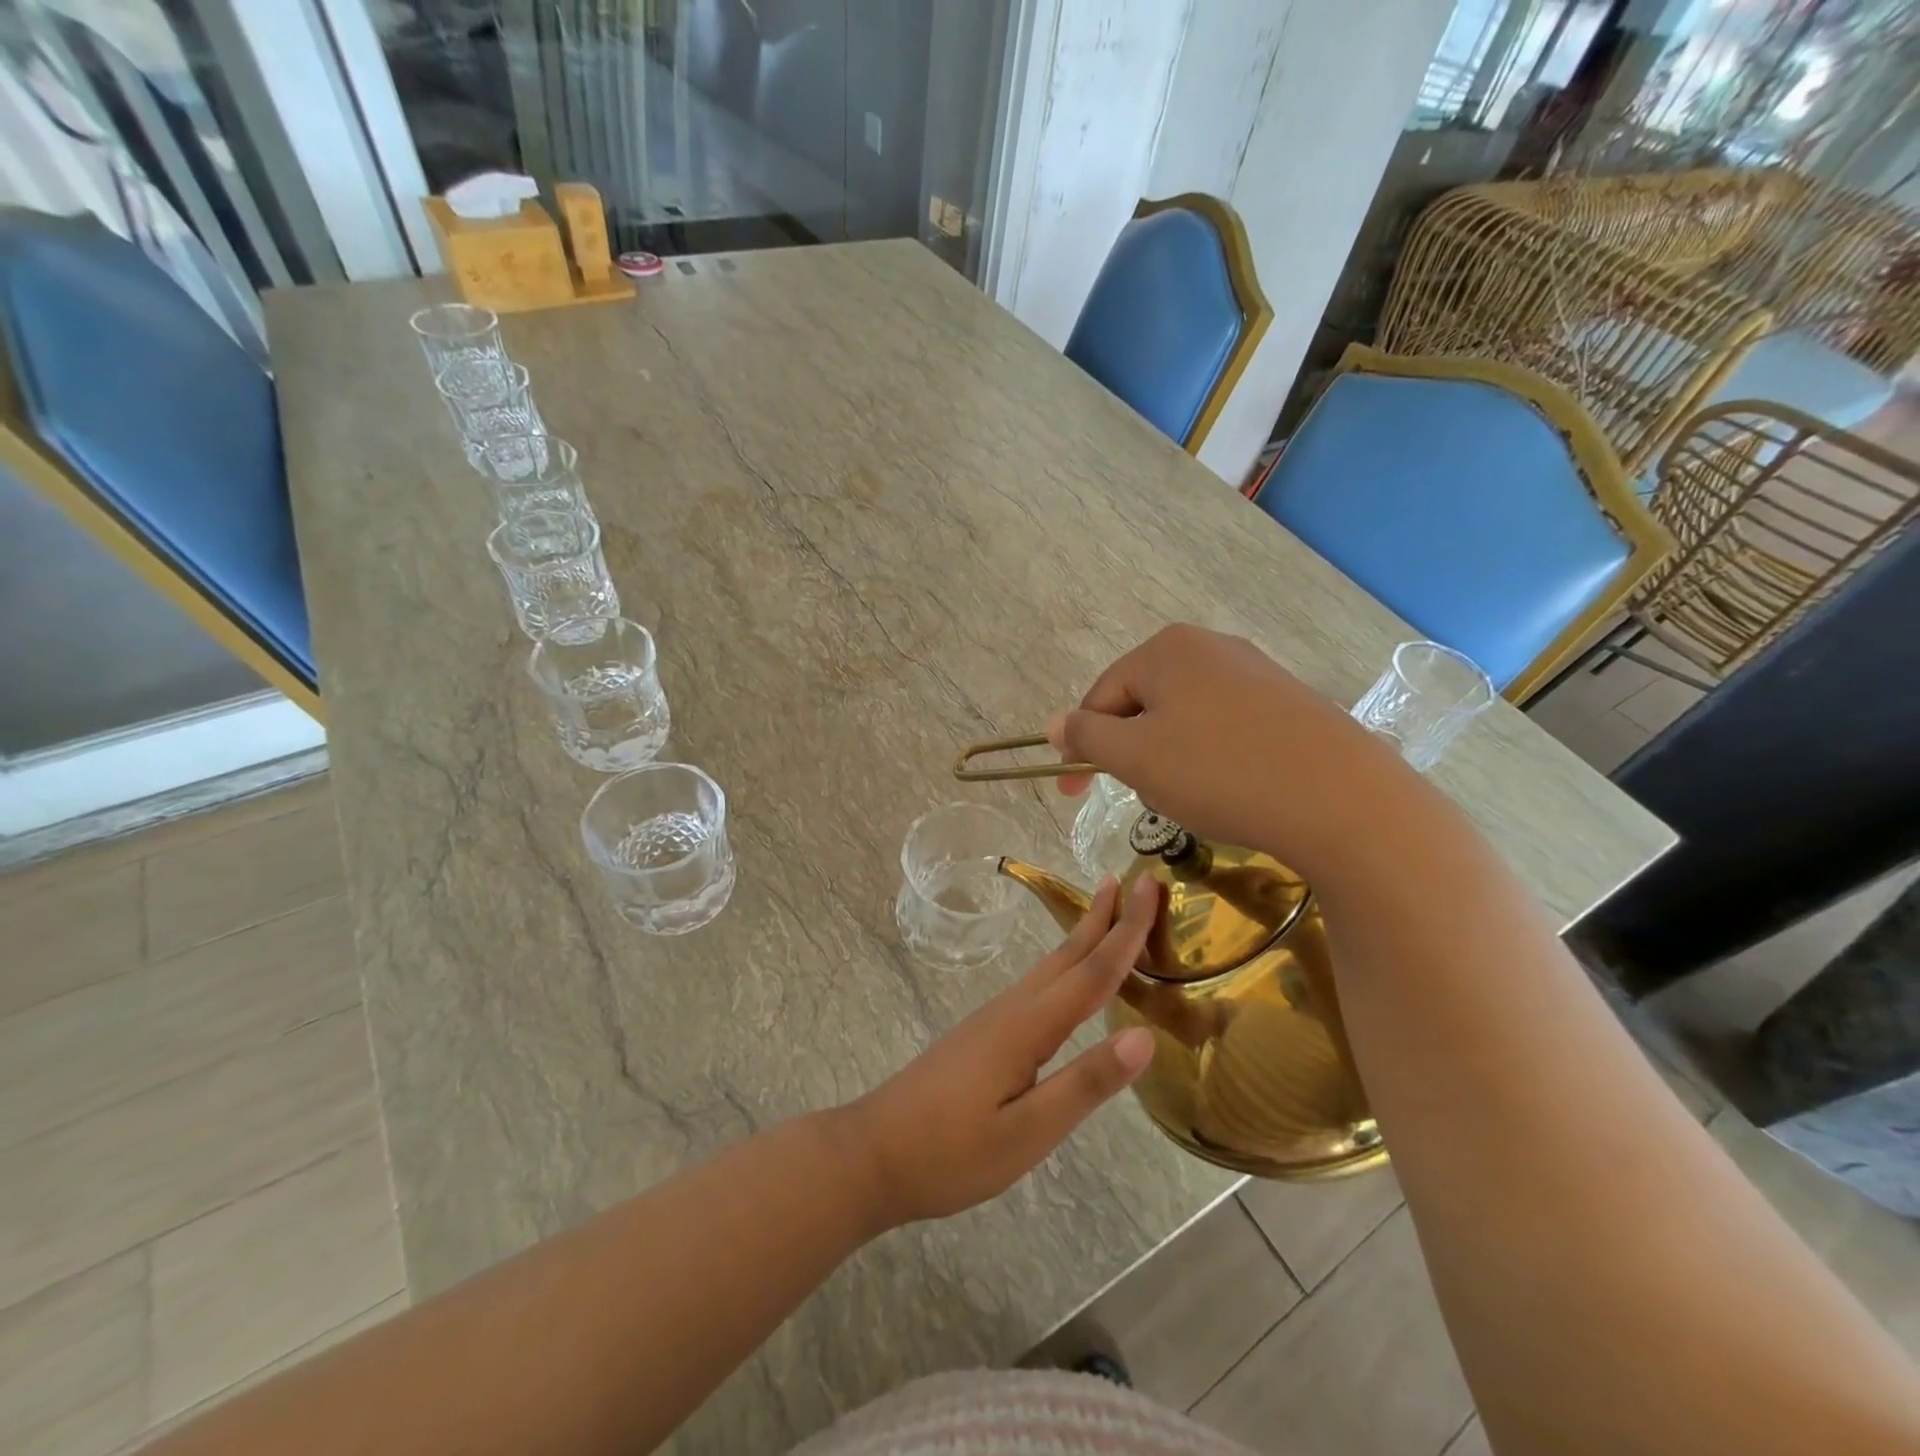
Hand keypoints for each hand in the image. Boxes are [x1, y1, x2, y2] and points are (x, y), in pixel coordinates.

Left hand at [841, 876, 1159, 1227]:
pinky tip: (1064, 977)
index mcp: (1029, 1026)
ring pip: (1049, 966)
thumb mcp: (1028, 1132)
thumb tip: (1145, 1036)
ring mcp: (993, 1018)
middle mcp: (1013, 1009)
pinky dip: (1063, 965)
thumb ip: (1086, 1084)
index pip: (1093, 972)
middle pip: (1068, 955)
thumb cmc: (952, 1153)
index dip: (1126, 931)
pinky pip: (1036, 984)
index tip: (1149, 887)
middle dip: (1103, 917)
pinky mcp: (983, 1033)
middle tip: (1133, 881)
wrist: (873, 1153)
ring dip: (1082, 936)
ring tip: (1105, 912)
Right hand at [1047, 623, 1414, 875]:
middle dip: (1132, 752)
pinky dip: (1212, 759)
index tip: (1073, 793)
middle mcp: (1211, 647)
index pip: (1100, 696)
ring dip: (1170, 758)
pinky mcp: (1288, 703)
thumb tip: (1054, 724)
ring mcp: (1255, 672)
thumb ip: (1086, 737)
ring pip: (1184, 719)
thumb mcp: (1135, 757)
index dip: (1080, 745)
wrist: (1342, 800)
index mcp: (1167, 649)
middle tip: (1143, 795)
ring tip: (1191, 796)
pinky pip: (1225, 728)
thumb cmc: (1220, 772)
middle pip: (1143, 703)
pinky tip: (1230, 788)